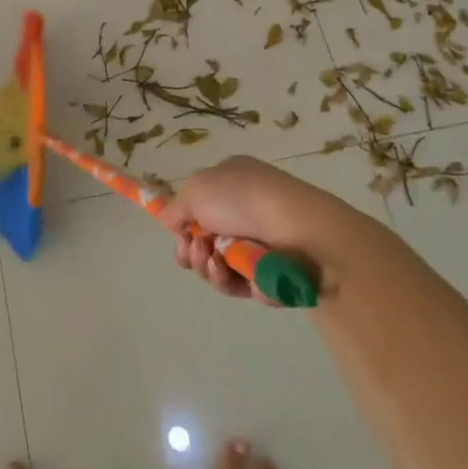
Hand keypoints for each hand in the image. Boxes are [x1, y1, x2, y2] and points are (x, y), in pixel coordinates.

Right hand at [161, 156, 350, 301]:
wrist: (299, 231)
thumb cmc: (243, 199)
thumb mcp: (196, 189)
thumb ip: (174, 207)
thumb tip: (168, 222)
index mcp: (231, 183)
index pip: (199, 207)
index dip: (183, 226)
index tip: (179, 237)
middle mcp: (246, 212)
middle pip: (205, 242)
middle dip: (194, 252)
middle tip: (197, 253)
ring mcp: (260, 244)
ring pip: (219, 268)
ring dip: (210, 269)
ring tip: (217, 263)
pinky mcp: (272, 274)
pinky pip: (242, 285)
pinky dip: (234, 282)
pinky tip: (237, 274)